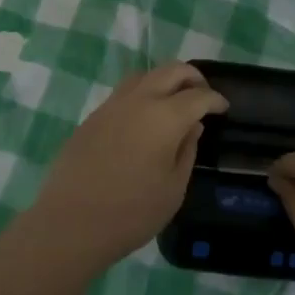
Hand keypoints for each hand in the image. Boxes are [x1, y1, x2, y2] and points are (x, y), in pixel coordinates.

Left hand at [31, 62, 227, 275]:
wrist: (70, 223)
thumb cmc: (131, 212)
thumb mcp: (173, 189)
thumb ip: (187, 151)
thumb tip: (192, 126)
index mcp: (165, 117)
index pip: (198, 95)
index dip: (215, 99)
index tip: (223, 107)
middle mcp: (139, 100)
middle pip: (171, 70)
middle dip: (192, 77)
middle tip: (202, 95)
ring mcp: (112, 105)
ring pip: (145, 75)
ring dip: (165, 80)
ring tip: (174, 101)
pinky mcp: (93, 116)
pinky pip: (125, 92)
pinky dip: (142, 94)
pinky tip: (144, 117)